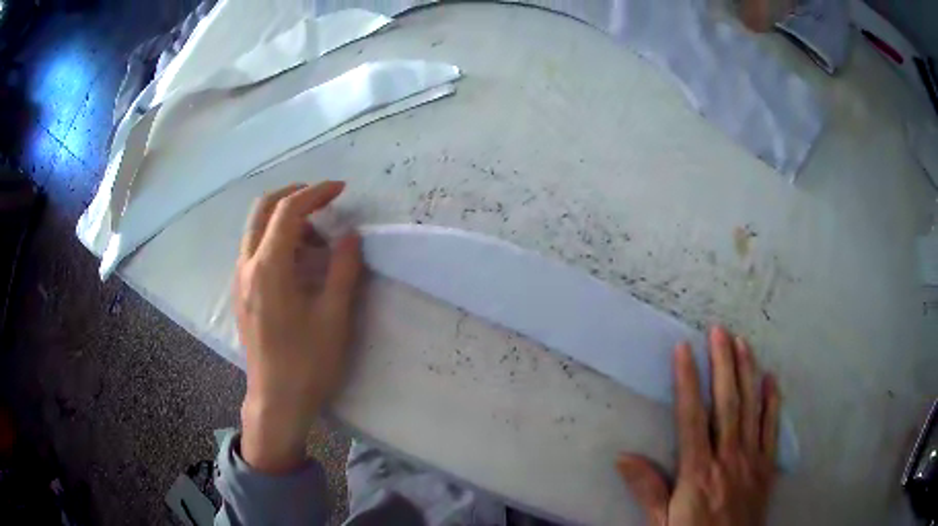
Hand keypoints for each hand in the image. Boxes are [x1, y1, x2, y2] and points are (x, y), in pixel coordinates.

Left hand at [235, 182, 361, 473]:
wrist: (276, 400)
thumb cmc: (307, 363)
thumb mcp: (334, 317)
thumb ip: (343, 269)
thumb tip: (351, 235)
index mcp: (268, 268)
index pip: (288, 211)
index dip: (316, 193)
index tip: (341, 189)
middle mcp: (246, 266)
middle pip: (262, 209)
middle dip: (293, 195)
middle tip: (324, 200)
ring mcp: (239, 279)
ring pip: (256, 229)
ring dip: (284, 219)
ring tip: (317, 238)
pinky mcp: (241, 293)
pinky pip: (254, 249)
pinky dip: (275, 239)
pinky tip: (297, 262)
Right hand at [617, 326, 780, 525]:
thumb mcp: (661, 523)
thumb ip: (648, 490)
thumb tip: (623, 458)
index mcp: (698, 472)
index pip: (692, 418)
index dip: (687, 382)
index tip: (683, 351)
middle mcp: (728, 458)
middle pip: (727, 404)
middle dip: (723, 365)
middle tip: (719, 332)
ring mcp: (752, 460)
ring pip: (751, 408)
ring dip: (747, 373)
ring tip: (743, 343)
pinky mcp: (767, 467)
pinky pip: (772, 429)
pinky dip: (772, 402)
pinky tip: (771, 379)